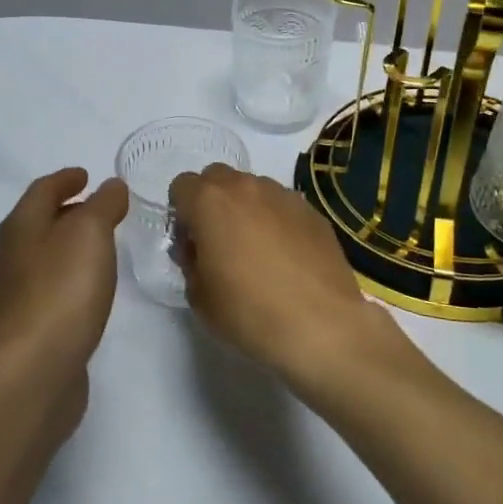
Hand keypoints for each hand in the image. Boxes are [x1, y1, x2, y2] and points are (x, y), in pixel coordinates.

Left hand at [0, 168, 128, 419]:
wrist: (36, 368)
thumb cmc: (62, 289)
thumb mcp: (89, 232)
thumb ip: (103, 204)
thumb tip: (111, 186)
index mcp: (21, 226)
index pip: (42, 190)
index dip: (65, 179)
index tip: (87, 175)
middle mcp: (13, 255)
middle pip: (40, 222)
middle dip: (68, 210)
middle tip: (102, 207)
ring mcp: (19, 292)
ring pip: (47, 254)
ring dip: (72, 244)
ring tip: (103, 243)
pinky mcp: (32, 325)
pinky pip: (54, 285)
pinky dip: (73, 274)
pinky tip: (92, 286)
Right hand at [168, 164, 405, 390]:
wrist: (321, 325)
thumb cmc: (249, 311)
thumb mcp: (199, 296)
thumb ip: (191, 261)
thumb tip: (200, 249)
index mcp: (211, 201)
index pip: (181, 186)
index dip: (181, 215)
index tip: (191, 245)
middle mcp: (247, 187)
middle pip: (217, 178)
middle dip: (212, 203)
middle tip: (220, 244)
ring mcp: (284, 196)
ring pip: (253, 189)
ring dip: (246, 210)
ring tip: (258, 253)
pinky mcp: (313, 212)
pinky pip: (283, 207)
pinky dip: (277, 223)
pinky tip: (287, 259)